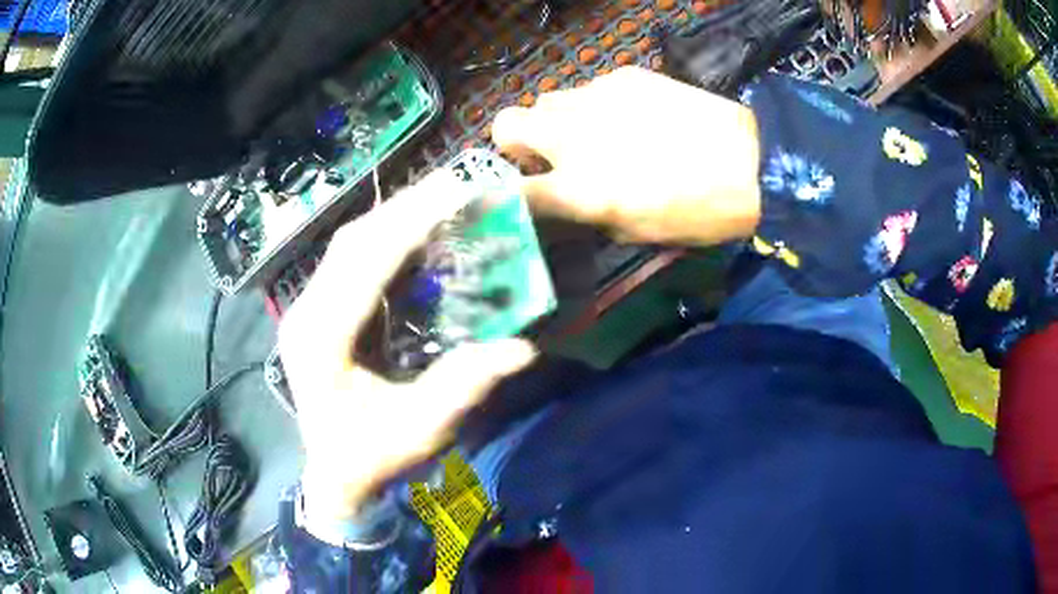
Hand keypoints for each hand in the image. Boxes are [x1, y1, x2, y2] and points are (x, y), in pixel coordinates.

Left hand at [279, 170, 537, 521]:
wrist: (335, 476)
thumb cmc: (373, 458)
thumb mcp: (421, 430)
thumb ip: (464, 386)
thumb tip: (522, 347)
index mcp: (321, 342)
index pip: (363, 267)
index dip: (409, 227)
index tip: (453, 196)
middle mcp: (306, 315)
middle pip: (352, 244)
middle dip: (404, 209)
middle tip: (454, 186)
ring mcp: (307, 310)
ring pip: (348, 245)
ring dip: (394, 218)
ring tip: (440, 199)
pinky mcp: (319, 311)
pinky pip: (351, 261)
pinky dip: (385, 239)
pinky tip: (415, 232)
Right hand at [492, 66, 761, 245]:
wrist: (752, 163)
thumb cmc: (698, 214)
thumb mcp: (636, 233)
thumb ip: (587, 215)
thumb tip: (566, 203)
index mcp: (578, 189)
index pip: (509, 193)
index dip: (504, 198)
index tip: (518, 197)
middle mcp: (573, 137)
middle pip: (504, 124)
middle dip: (515, 142)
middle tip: (547, 156)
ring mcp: (596, 99)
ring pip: (547, 100)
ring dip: (558, 121)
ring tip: (595, 134)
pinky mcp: (624, 77)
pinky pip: (591, 90)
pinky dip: (597, 106)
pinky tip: (634, 116)